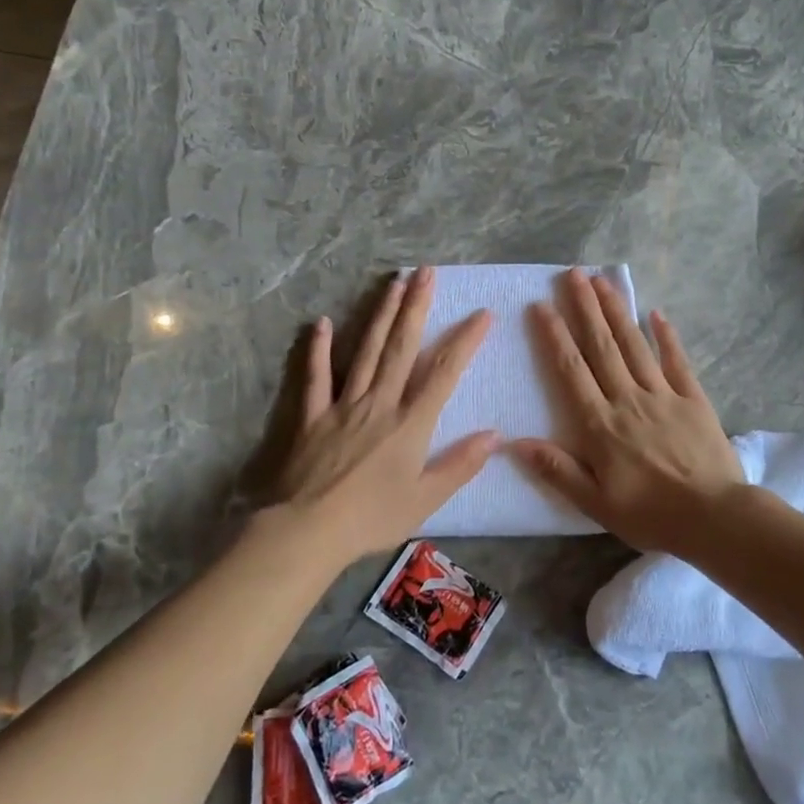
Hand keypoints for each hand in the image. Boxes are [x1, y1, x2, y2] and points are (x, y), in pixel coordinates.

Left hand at [270, 268, 495, 560]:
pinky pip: (316, 376)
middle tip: (425, 273)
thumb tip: (495, 435)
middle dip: (416, 308)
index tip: (482, 314)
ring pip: (366, 351)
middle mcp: (380, 403)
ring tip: (393, 283)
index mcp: (410, 423)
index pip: (444, 373)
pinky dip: (319, 349)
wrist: (308, 530)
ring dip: (381, 315)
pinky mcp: (313, 414)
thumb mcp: (425, 499)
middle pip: (402, 348)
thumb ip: (460, 465)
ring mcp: (343, 404)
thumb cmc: (371, 518)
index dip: (464, 342)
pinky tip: (323, 322)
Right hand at [512, 269, 742, 551]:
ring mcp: (663, 395)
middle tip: (573, 274)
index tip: (541, 306)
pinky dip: (666, 336)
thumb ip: (557, 470)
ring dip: (617, 311)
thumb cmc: (651, 514)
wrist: (715, 518)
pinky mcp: (693, 398)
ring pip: (635, 345)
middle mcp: (628, 399)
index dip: (555, 336)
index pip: (572, 370)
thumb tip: (514, 442)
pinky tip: (656, 313)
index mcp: (601, 424)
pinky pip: (677, 360)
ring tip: (602, 282)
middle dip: (585, 307)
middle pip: (602, 346)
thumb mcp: (596, 503)